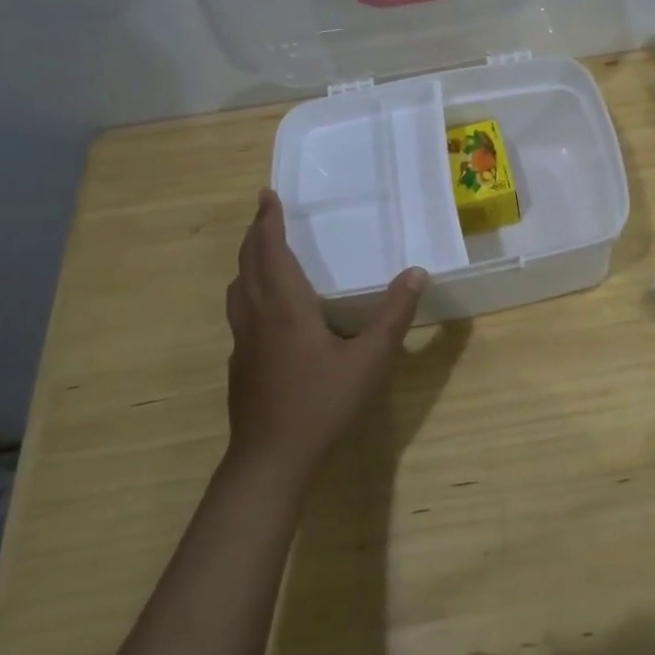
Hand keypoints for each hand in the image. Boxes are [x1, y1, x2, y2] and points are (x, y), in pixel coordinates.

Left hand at [224, 189, 426, 483]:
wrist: (270, 460)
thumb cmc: (321, 403)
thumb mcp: (370, 359)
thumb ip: (394, 314)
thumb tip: (416, 272)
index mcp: (284, 305)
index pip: (270, 249)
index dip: (267, 220)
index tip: (267, 195)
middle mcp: (257, 315)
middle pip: (247, 263)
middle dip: (255, 234)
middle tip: (265, 213)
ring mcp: (243, 341)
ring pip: (238, 288)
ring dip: (247, 262)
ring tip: (262, 252)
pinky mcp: (239, 363)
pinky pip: (239, 311)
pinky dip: (248, 291)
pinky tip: (266, 309)